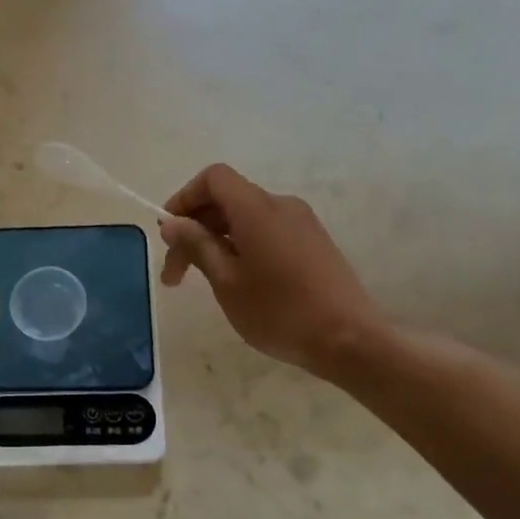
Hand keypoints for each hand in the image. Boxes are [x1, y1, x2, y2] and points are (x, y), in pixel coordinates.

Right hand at [159, 164, 382, 379]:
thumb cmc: (280, 311)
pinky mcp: (315, 243)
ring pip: (246, 217)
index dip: (184, 198)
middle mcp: (281, 205)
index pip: (213, 178)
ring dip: (218, 241)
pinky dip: (243, 245)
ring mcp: (302, 223)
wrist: (351, 340)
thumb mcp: (227, 281)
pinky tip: (240, 281)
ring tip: (205, 281)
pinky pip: (268, 231)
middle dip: (195, 229)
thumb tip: (172, 222)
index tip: (169, 233)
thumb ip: (197, 245)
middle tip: (175, 275)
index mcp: (256, 208)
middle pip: (227, 199)